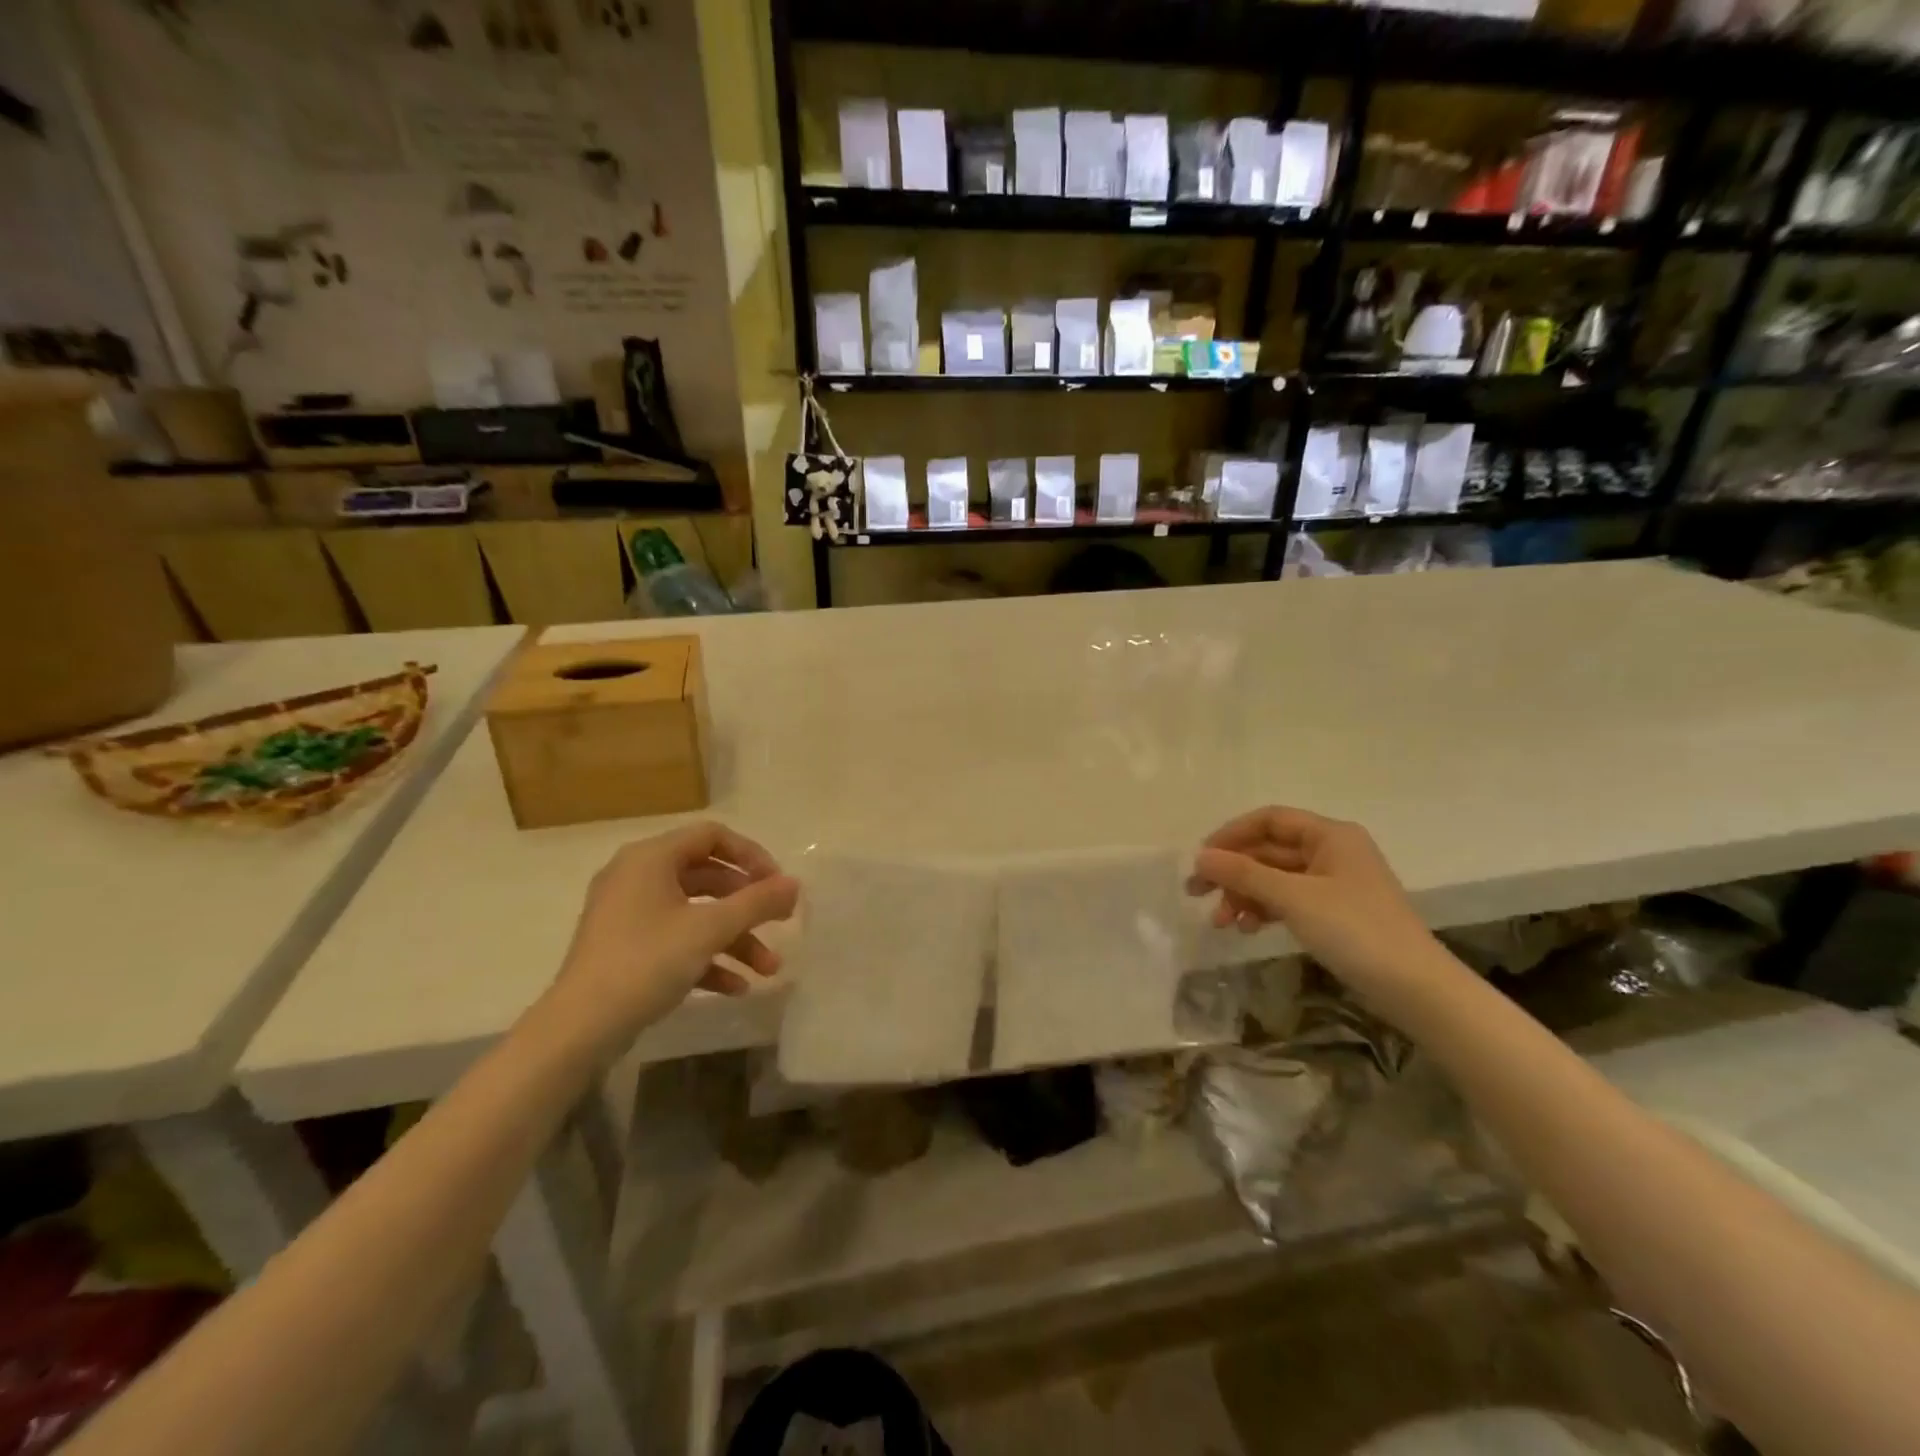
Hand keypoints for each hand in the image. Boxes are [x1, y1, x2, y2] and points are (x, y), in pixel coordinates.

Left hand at [549, 822, 799, 1051]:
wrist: (578, 1029)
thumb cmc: (645, 963)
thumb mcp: (710, 929)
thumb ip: (757, 902)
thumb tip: (795, 884)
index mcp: (651, 858)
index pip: (712, 836)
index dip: (751, 855)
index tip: (778, 884)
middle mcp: (637, 877)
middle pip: (708, 877)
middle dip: (748, 906)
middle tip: (781, 921)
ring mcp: (629, 914)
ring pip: (695, 914)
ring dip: (735, 938)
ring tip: (769, 969)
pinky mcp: (626, 948)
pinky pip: (676, 940)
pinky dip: (707, 957)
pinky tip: (736, 987)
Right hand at [1187, 806, 1448, 1013]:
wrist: (1416, 989)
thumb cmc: (1355, 930)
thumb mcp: (1293, 898)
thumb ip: (1244, 874)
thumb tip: (1200, 856)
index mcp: (1330, 835)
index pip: (1269, 820)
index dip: (1231, 835)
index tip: (1202, 859)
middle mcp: (1332, 852)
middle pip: (1268, 850)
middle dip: (1232, 872)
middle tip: (1196, 894)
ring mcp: (1334, 884)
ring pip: (1275, 878)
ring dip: (1244, 896)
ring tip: (1223, 924)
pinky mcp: (1335, 913)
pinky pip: (1288, 900)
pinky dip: (1265, 910)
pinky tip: (1249, 929)